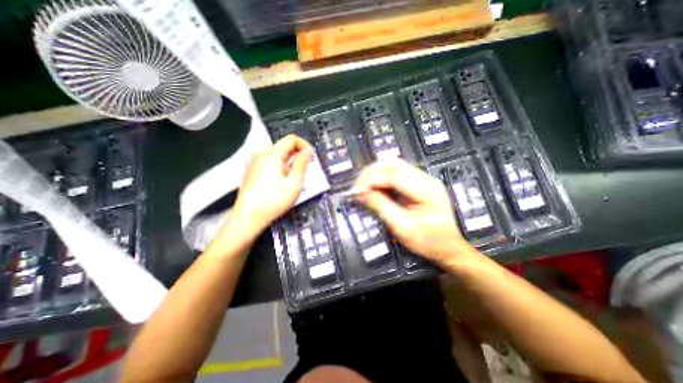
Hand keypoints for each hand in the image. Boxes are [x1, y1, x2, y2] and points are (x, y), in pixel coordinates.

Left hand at [233, 134, 311, 235]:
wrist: (248, 217)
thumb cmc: (274, 200)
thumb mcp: (294, 182)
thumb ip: (302, 163)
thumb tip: (307, 151)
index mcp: (272, 154)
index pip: (291, 139)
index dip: (304, 145)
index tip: (311, 157)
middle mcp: (261, 153)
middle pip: (283, 145)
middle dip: (298, 153)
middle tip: (306, 168)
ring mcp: (254, 162)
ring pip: (277, 154)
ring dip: (290, 160)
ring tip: (295, 175)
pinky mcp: (252, 170)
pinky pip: (269, 161)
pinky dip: (280, 165)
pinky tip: (282, 179)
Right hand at [352, 158, 470, 262]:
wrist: (448, 247)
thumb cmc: (427, 241)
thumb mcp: (402, 227)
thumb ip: (381, 207)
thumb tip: (361, 193)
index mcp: (427, 190)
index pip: (394, 175)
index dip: (372, 179)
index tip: (356, 190)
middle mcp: (426, 178)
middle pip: (393, 164)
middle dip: (371, 173)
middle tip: (358, 188)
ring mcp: (423, 178)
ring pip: (394, 165)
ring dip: (375, 173)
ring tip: (364, 187)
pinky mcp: (419, 181)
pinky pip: (396, 172)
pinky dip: (382, 177)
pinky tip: (375, 187)